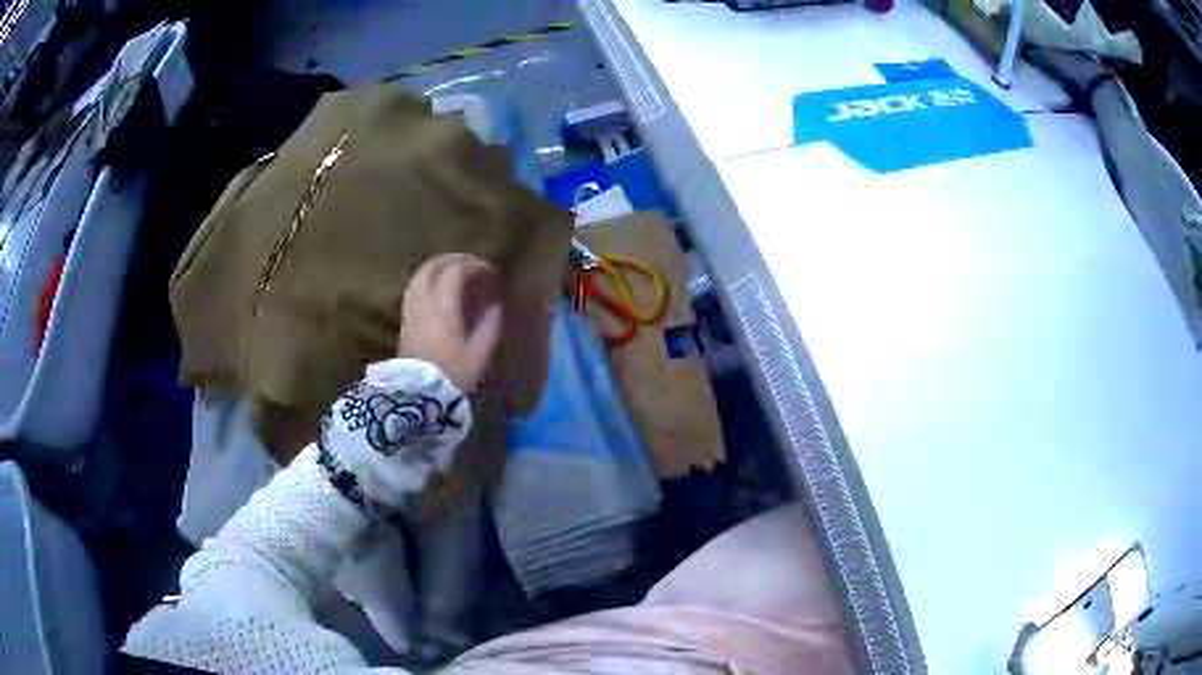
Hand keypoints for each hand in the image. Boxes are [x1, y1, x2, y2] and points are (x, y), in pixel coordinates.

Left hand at [399, 253, 502, 392]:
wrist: (417, 395)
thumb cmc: (452, 373)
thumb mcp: (478, 353)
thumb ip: (489, 324)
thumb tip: (495, 305)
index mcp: (443, 305)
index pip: (456, 271)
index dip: (474, 266)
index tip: (489, 271)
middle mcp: (423, 300)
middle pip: (433, 266)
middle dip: (453, 260)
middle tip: (472, 265)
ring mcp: (410, 308)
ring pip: (420, 275)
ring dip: (437, 267)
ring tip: (453, 273)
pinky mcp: (404, 319)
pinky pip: (414, 288)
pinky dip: (427, 280)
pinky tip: (436, 289)